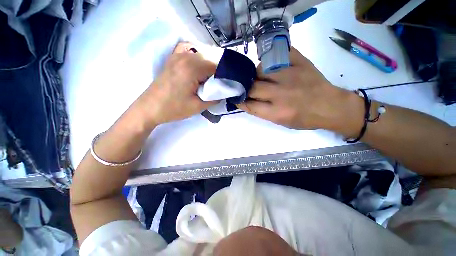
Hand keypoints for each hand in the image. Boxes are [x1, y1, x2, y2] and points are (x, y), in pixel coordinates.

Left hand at [134, 43, 217, 127]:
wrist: (149, 108)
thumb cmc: (174, 108)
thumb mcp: (198, 106)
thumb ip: (215, 98)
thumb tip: (224, 92)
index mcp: (192, 68)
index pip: (217, 65)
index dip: (225, 74)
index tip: (228, 84)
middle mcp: (185, 56)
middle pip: (210, 58)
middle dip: (218, 70)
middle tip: (221, 83)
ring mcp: (177, 55)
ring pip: (201, 55)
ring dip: (209, 65)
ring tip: (212, 79)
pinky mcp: (173, 59)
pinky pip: (190, 53)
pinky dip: (199, 59)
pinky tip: (200, 69)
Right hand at [239, 47, 361, 131]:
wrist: (330, 106)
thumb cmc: (305, 118)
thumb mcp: (281, 122)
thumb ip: (263, 112)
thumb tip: (248, 100)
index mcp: (277, 112)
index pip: (250, 105)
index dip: (240, 100)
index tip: (236, 97)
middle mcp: (281, 93)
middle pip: (253, 86)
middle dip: (246, 87)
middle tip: (247, 87)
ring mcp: (291, 75)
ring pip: (262, 69)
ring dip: (257, 74)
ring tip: (262, 77)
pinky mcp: (300, 63)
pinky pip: (279, 54)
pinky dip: (271, 60)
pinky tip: (273, 66)